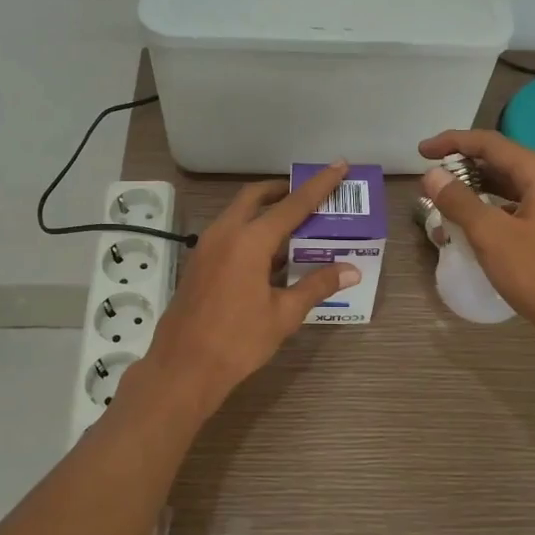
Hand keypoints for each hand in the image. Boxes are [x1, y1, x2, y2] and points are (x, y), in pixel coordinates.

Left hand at [130, 162, 360, 416]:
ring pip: (240, 214)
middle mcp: (225, 233)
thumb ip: (316, 286)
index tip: (338, 166)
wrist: (183, 368)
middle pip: (256, 197)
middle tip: (310, 196)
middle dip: (283, 191)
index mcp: (250, 240)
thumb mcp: (284, 314)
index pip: (293, 204)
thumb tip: (351, 270)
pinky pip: (230, 233)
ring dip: (266, 212)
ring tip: (296, 226)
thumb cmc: (238, 341)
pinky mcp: (199, 262)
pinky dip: (252, 231)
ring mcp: (207, 246)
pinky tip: (271, 256)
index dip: (318, 186)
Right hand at [418, 130, 534, 351]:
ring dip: (479, 190)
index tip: (422, 152)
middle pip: (504, 162)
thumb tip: (433, 175)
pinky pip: (523, 207)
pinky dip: (496, 209)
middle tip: (432, 179)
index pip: (491, 143)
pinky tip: (477, 226)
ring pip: (514, 186)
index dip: (452, 142)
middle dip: (465, 167)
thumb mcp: (492, 237)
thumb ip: (459, 201)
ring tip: (447, 201)